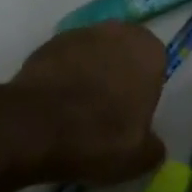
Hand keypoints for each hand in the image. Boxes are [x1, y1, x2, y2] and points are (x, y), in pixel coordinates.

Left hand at [10, 23, 166, 185]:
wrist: (35, 127)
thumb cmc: (100, 137)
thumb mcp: (140, 159)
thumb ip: (153, 146)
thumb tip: (151, 145)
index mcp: (147, 51)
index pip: (155, 65)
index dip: (144, 89)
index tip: (133, 114)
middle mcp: (116, 32)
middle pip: (122, 53)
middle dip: (117, 75)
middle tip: (107, 111)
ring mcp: (77, 34)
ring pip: (92, 54)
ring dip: (88, 73)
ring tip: (77, 110)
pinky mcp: (45, 45)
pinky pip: (63, 61)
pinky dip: (62, 77)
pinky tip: (55, 105)